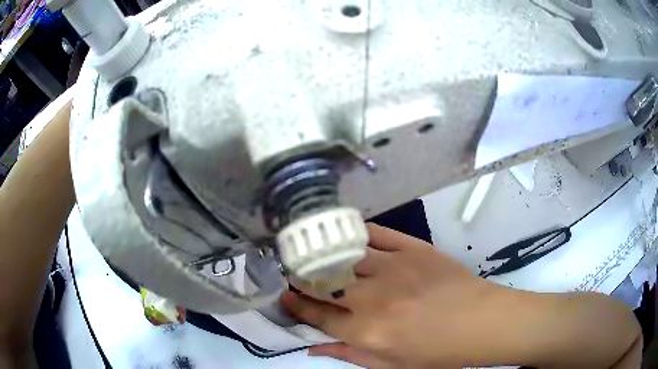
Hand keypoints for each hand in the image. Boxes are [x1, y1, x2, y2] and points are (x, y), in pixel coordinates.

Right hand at [280, 223, 500, 367]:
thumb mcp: (393, 366)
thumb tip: (312, 349)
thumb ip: (349, 356)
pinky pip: (375, 234)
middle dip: (301, 277)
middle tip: (292, 273)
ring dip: (321, 254)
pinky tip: (344, 234)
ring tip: (310, 253)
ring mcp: (393, 267)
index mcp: (368, 332)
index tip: (283, 296)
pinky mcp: (412, 248)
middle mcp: (373, 298)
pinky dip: (356, 232)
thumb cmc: (439, 352)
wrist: (481, 322)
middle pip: (323, 282)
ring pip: (343, 255)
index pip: (318, 316)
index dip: (296, 306)